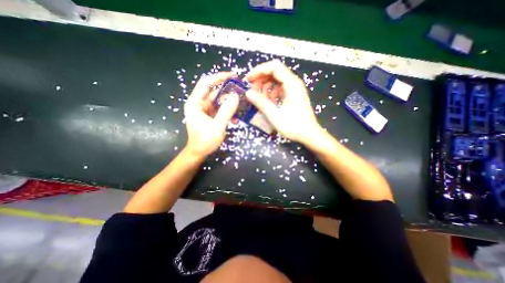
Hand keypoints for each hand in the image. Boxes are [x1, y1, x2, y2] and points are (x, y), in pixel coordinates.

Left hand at [185, 72, 238, 158]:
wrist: (199, 152)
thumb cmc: (205, 141)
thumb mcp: (217, 127)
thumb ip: (226, 112)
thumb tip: (235, 96)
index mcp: (195, 103)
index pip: (206, 83)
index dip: (219, 77)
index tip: (233, 76)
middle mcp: (198, 103)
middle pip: (213, 91)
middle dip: (227, 89)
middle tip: (241, 89)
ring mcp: (204, 109)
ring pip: (218, 100)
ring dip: (229, 102)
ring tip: (241, 103)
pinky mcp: (209, 115)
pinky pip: (219, 108)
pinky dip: (227, 110)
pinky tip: (235, 117)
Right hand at [246, 59, 323, 142]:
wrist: (309, 135)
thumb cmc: (294, 126)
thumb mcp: (275, 115)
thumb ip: (261, 103)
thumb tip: (248, 93)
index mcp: (291, 84)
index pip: (274, 67)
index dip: (259, 70)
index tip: (248, 80)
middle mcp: (294, 83)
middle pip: (275, 73)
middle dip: (261, 80)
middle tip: (252, 91)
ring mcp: (294, 89)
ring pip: (277, 81)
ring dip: (266, 88)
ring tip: (260, 99)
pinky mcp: (294, 96)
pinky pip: (280, 89)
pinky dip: (272, 94)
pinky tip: (269, 103)